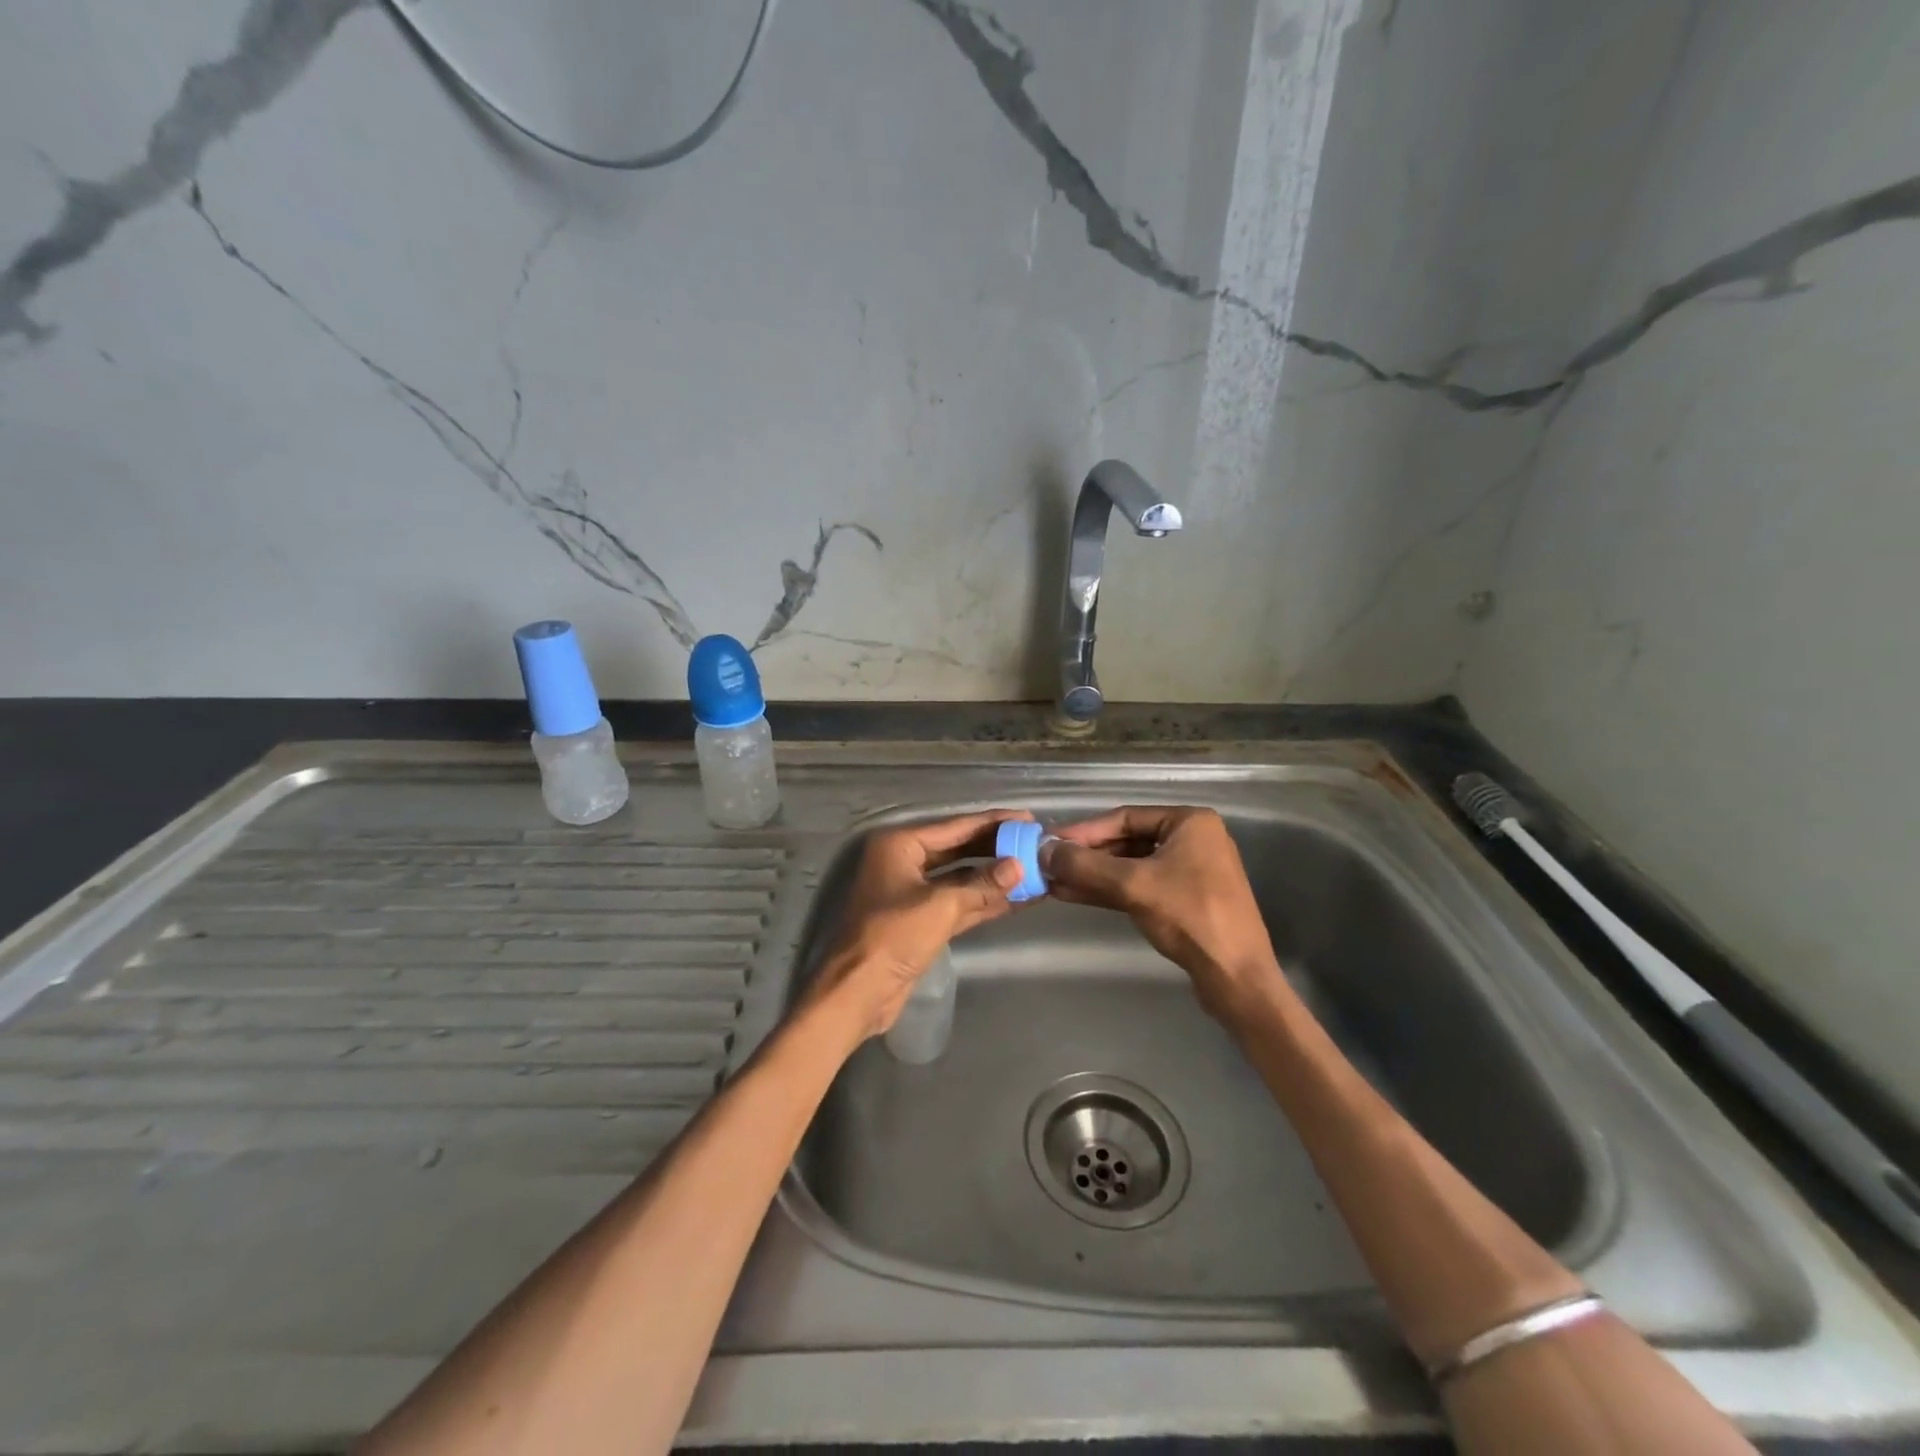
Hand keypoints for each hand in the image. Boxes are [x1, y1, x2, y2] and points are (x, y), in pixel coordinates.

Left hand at [802, 810, 1031, 1041]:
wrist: (858, 991)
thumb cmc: (893, 936)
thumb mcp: (941, 905)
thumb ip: (982, 884)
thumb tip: (1019, 866)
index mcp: (900, 845)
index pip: (955, 826)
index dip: (993, 823)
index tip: (1027, 818)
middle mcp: (905, 862)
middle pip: (959, 849)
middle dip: (996, 849)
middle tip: (1034, 843)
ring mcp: (913, 892)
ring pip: (961, 878)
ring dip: (994, 877)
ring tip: (1034, 869)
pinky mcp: (921, 920)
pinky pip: (959, 902)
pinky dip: (984, 901)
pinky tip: (1017, 898)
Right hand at [1044, 805, 1278, 1018]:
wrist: (1236, 976)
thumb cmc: (1189, 916)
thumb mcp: (1132, 885)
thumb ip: (1085, 865)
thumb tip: (1043, 850)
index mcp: (1190, 822)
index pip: (1125, 817)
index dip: (1084, 831)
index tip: (1049, 843)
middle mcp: (1192, 839)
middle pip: (1127, 840)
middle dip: (1087, 855)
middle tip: (1049, 864)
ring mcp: (1190, 871)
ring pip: (1131, 866)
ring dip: (1094, 875)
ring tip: (1054, 882)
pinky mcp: (1185, 900)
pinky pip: (1141, 886)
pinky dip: (1110, 890)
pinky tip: (1075, 895)